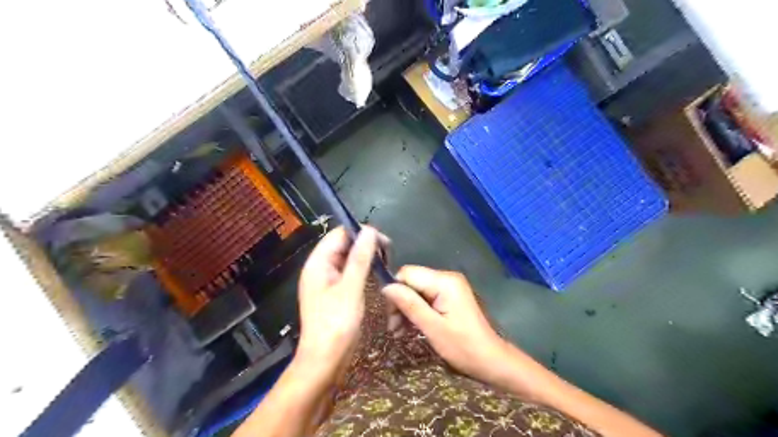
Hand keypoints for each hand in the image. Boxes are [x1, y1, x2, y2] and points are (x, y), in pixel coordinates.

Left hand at [297, 227, 381, 380]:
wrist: (324, 361)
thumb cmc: (336, 324)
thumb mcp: (350, 288)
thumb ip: (360, 258)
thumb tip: (370, 230)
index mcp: (318, 263)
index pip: (339, 234)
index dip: (360, 233)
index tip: (384, 242)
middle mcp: (320, 268)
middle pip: (343, 245)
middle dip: (365, 244)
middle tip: (388, 254)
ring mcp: (327, 281)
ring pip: (348, 258)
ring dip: (366, 257)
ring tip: (385, 262)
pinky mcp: (335, 292)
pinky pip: (349, 272)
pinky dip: (363, 269)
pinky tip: (376, 273)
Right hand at [384, 266, 511, 385]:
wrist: (491, 360)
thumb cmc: (463, 346)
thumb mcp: (433, 327)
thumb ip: (410, 305)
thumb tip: (386, 287)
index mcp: (445, 281)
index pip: (407, 273)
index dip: (395, 291)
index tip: (391, 316)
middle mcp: (447, 277)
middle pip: (411, 281)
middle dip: (400, 302)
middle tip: (394, 329)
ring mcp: (449, 286)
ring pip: (416, 290)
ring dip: (406, 309)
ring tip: (400, 332)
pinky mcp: (449, 296)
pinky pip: (425, 297)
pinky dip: (416, 311)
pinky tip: (411, 328)